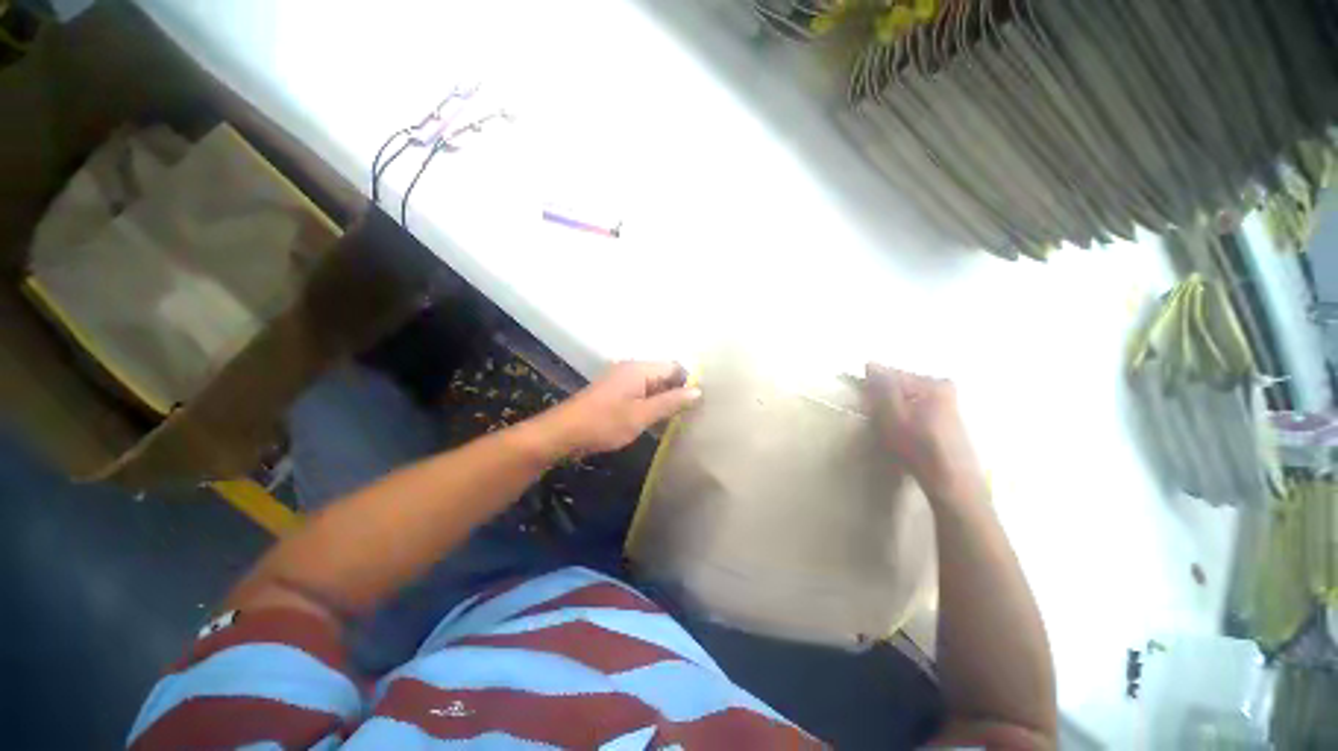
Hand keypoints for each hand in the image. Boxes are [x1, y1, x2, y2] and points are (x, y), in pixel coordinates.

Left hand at [538, 361, 700, 455]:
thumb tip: (698, 391)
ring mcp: (621, 378)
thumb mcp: (641, 415)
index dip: (689, 382)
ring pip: (652, 384)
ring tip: (675, 419)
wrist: (563, 433)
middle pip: (664, 374)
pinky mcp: (614, 390)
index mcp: (640, 368)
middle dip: (677, 391)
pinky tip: (654, 419)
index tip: (698, 403)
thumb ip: (670, 402)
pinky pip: (640, 391)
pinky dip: (650, 403)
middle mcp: (631, 367)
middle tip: (689, 414)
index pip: (675, 366)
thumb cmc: (605, 423)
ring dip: (663, 399)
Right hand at [864, 363, 985, 502]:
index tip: (866, 404)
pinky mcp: (949, 418)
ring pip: (909, 398)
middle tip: (879, 420)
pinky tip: (906, 434)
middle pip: (901, 385)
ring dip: (896, 409)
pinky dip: (908, 417)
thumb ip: (881, 387)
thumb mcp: (891, 415)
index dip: (873, 388)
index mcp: (931, 382)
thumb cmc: (918, 447)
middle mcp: (944, 387)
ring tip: (892, 430)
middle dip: (885, 398)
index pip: (891, 373)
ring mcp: (949, 403)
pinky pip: (918, 408)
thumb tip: (871, 364)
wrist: (951, 481)